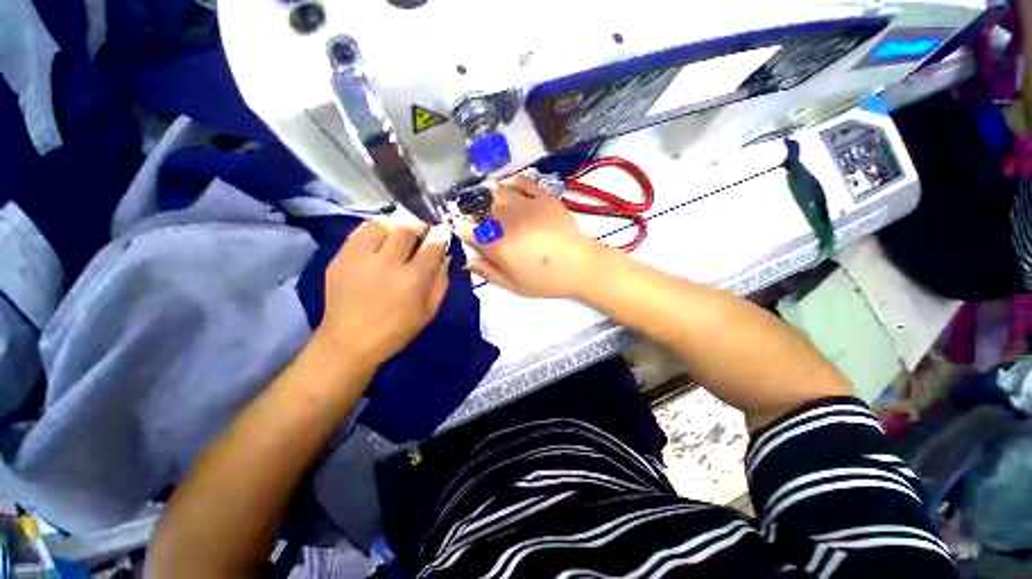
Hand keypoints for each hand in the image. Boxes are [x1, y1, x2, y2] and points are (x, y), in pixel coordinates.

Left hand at [318, 219, 449, 364]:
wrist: (349, 342)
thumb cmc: (396, 330)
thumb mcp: (429, 311)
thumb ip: (441, 281)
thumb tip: (445, 256)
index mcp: (411, 280)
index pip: (432, 246)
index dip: (440, 235)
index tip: (442, 232)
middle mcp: (386, 264)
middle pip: (406, 228)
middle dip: (419, 226)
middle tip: (422, 232)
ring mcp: (359, 259)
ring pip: (380, 223)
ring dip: (395, 225)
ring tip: (398, 234)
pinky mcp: (340, 258)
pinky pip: (360, 232)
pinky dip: (374, 230)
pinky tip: (379, 241)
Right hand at [457, 175, 611, 298]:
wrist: (581, 266)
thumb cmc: (547, 281)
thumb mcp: (514, 286)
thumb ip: (489, 273)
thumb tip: (468, 260)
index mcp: (498, 246)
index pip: (468, 230)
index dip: (463, 229)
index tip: (467, 231)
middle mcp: (507, 222)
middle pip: (483, 211)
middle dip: (484, 219)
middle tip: (495, 230)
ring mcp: (526, 206)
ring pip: (499, 194)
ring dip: (498, 203)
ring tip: (507, 213)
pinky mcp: (543, 197)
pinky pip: (521, 181)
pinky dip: (513, 184)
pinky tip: (515, 192)